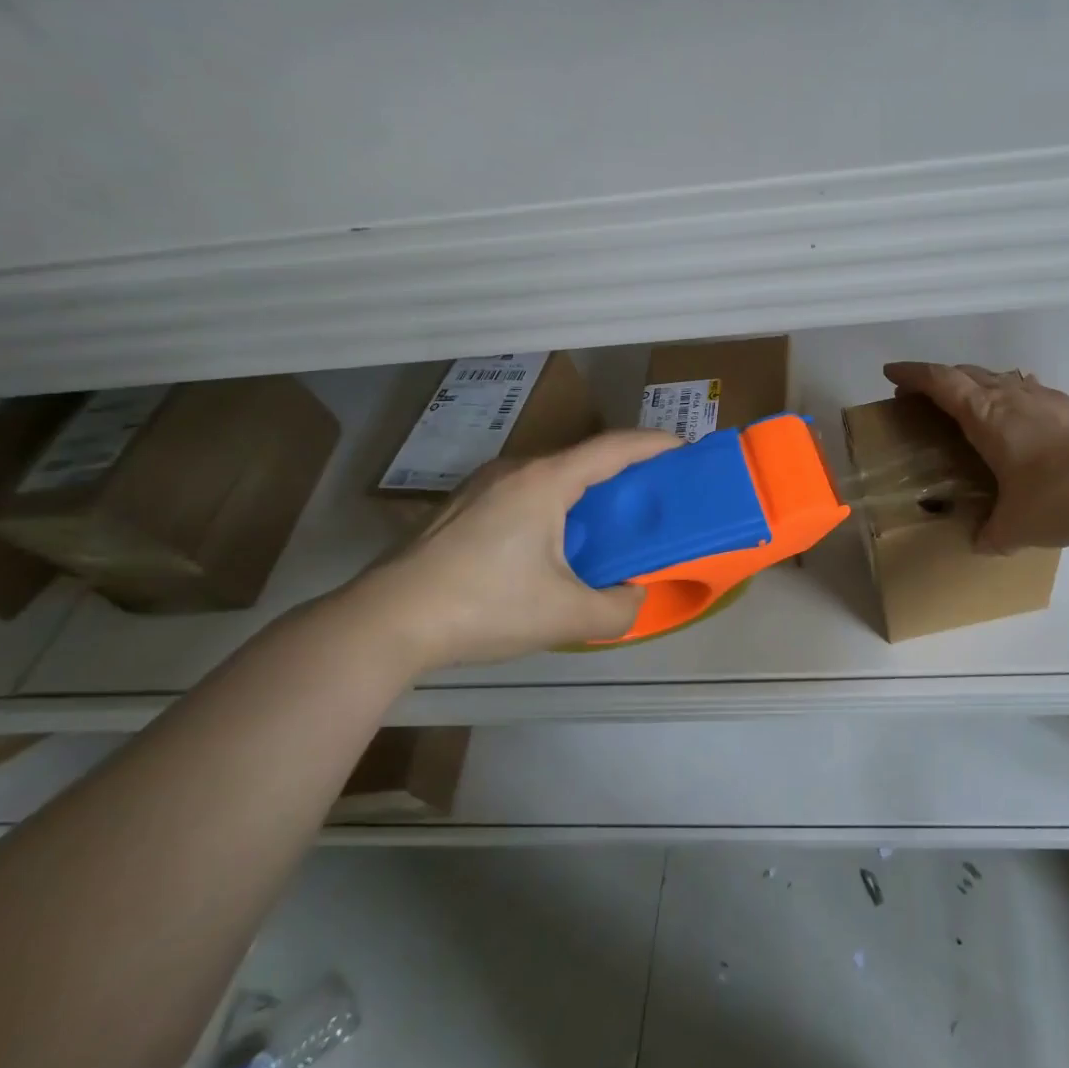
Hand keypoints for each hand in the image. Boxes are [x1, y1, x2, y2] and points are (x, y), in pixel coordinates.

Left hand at [338, 430, 682, 670]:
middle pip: (581, 458)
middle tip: (652, 493)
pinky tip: (552, 541)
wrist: (384, 623)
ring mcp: (481, 486)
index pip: (613, 448)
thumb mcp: (564, 616)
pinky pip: (523, 492)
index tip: (684, 448)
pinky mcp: (459, 508)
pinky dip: (554, 503)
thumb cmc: (483, 607)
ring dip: (585, 489)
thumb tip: (635, 598)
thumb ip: (618, 609)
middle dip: (623, 470)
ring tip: (606, 519)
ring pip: (549, 476)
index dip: (654, 444)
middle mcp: (514, 471)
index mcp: (544, 482)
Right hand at [882, 362, 1068, 552]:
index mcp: (988, 416)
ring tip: (969, 403)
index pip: (941, 383)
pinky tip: (1020, 417)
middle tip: (923, 396)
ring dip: (978, 383)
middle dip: (940, 379)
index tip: (891, 373)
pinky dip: (1012, 397)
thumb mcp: (1016, 527)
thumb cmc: (1062, 498)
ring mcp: (1049, 399)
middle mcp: (1014, 397)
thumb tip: (979, 543)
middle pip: (968, 373)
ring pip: (1002, 378)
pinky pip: (1030, 392)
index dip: (913, 375)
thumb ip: (991, 535)